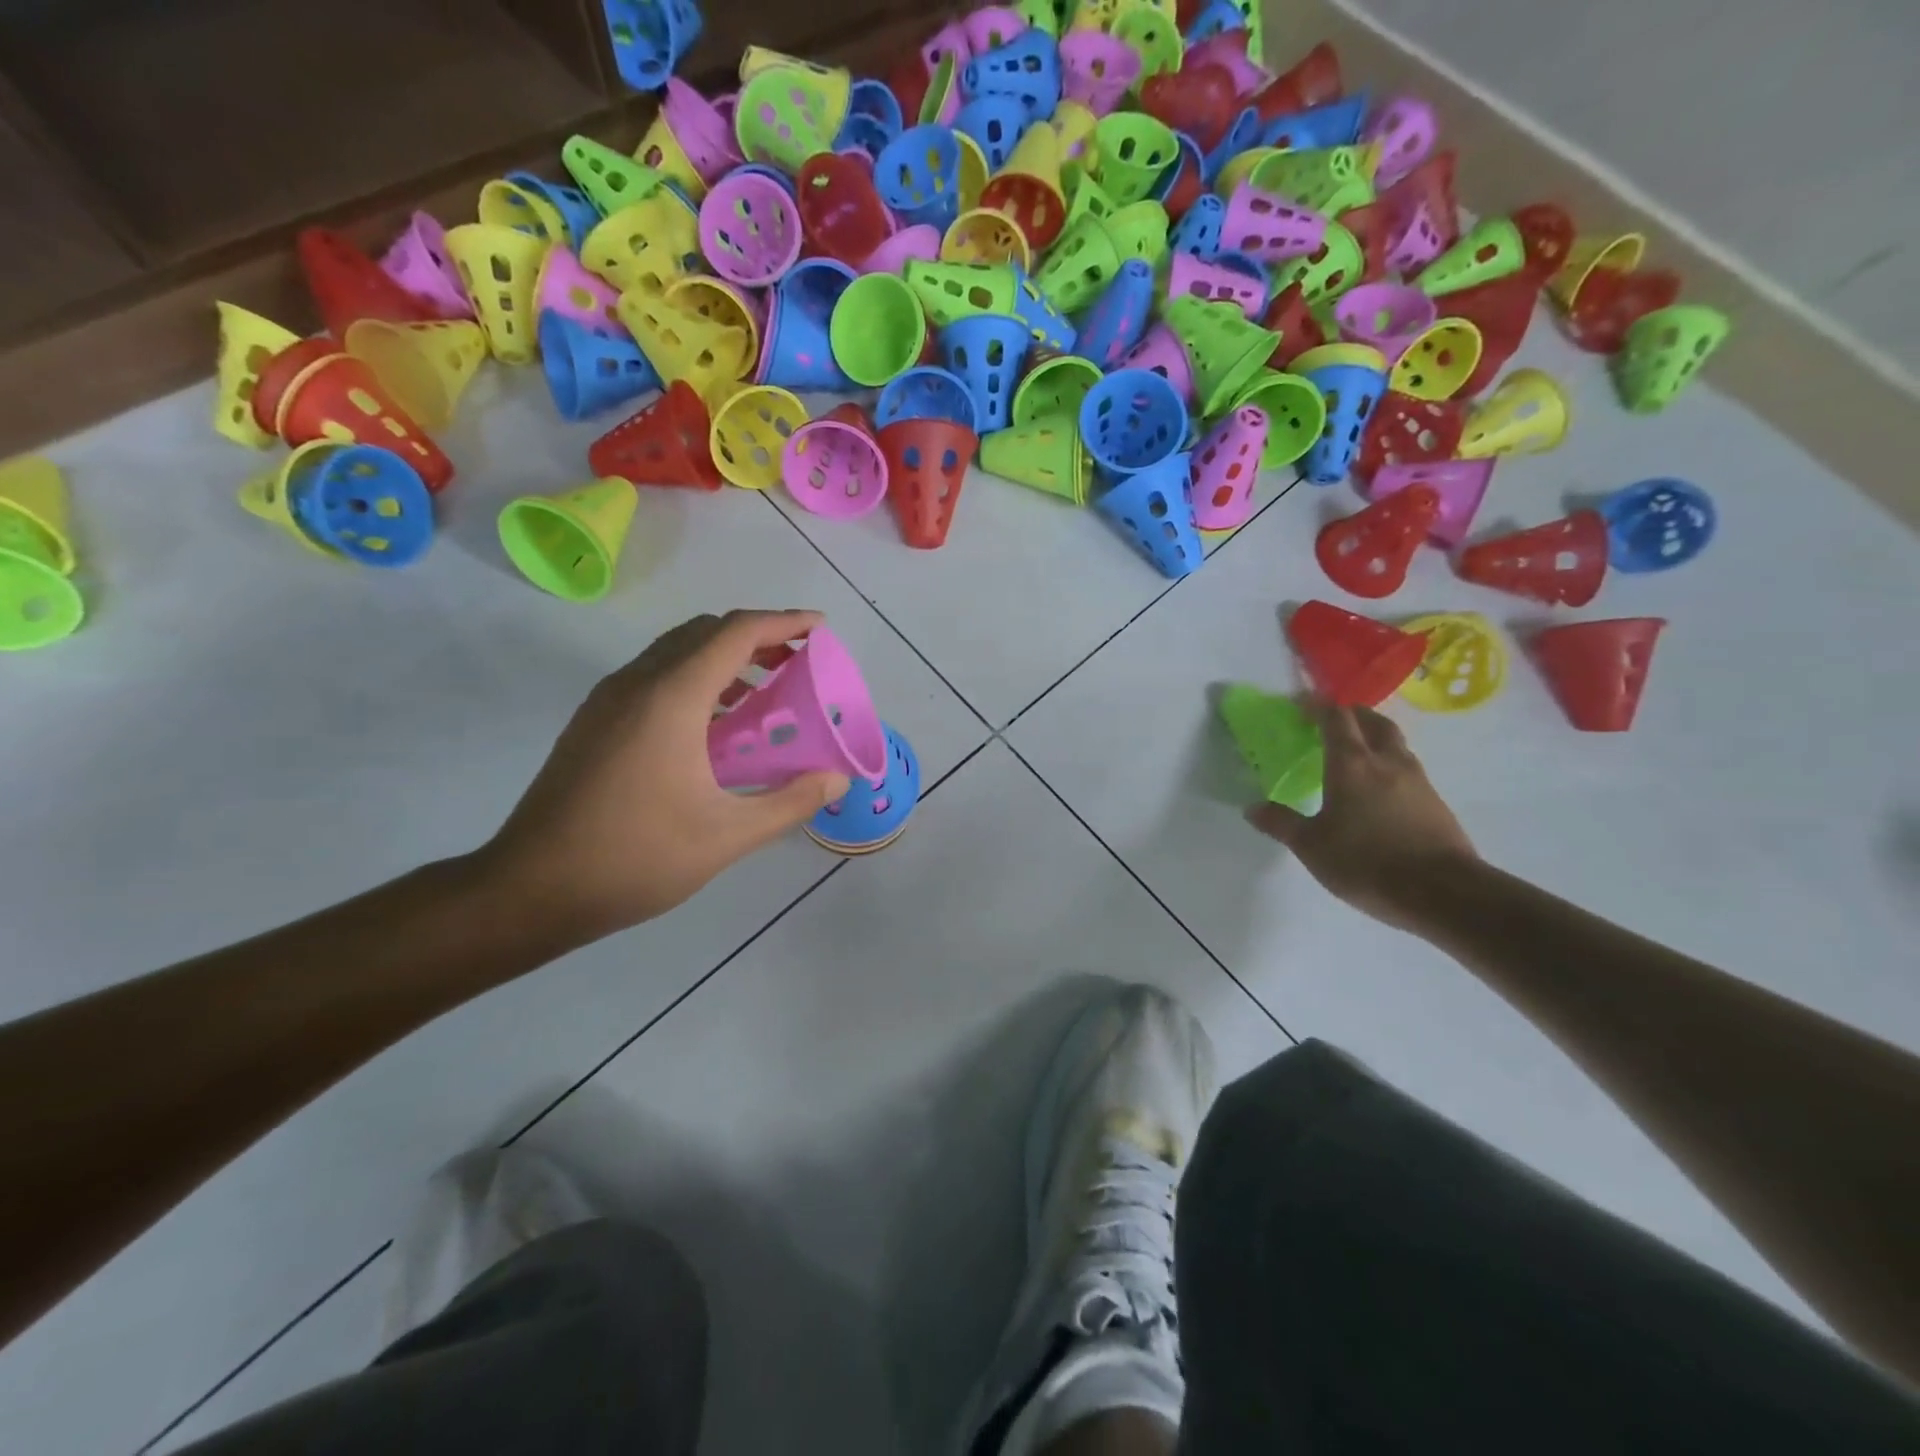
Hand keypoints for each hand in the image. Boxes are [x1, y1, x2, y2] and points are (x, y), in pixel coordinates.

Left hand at [478, 610, 850, 940]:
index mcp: (671, 698)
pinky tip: (714, 724)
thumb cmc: (636, 858)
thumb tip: (836, 778)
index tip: (820, 627)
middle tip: (798, 662)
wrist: (530, 889)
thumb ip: (790, 802)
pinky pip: (654, 676)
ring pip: (675, 651)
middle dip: (757, 636)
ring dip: (723, 656)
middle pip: (704, 632)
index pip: (735, 633)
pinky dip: (695, 678)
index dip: (784, 622)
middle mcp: (637, 683)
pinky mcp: (594, 721)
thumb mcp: (727, 836)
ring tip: (764, 691)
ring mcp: (608, 700)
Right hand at [1246, 701, 1477, 931]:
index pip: (1336, 718)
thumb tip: (1252, 808)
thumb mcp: (1312, 846)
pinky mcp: (1435, 802)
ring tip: (1356, 752)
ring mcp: (1417, 780)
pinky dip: (1390, 764)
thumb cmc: (1367, 862)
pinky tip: (1380, 788)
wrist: (1443, 892)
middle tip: (1332, 720)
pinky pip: (1408, 768)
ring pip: (1395, 743)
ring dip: (1374, 737)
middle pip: (1373, 722)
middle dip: (1352, 714)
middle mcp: (1387, 762)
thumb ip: (1282, 823)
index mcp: (1352, 764)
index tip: (1301, 704)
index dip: (1318, 706)